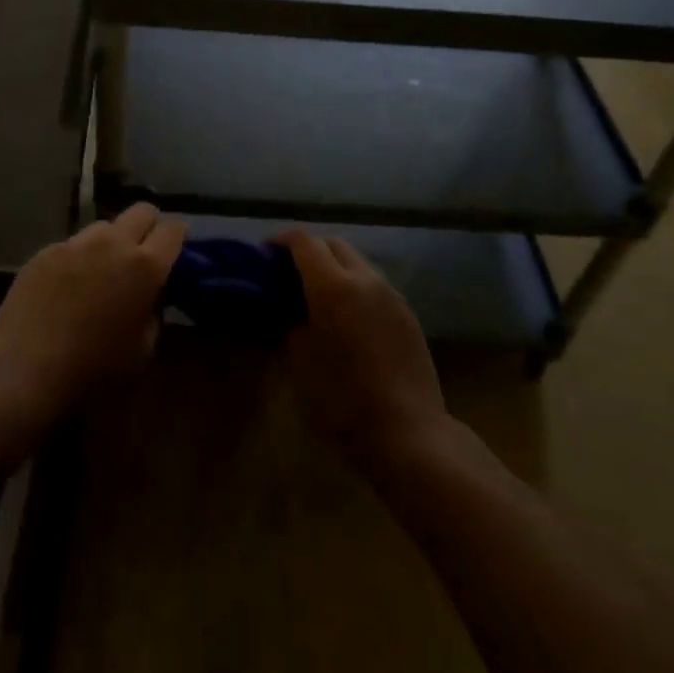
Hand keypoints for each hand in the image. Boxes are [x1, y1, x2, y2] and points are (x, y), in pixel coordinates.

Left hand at [0, 203, 185, 418]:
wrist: (24, 368)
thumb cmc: (92, 368)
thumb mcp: (142, 351)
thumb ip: (152, 312)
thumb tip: (148, 297)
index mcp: (145, 266)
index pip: (173, 229)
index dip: (177, 238)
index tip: (173, 253)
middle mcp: (113, 243)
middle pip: (142, 210)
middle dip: (148, 227)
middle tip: (142, 255)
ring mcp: (75, 243)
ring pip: (104, 226)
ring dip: (110, 242)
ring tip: (99, 272)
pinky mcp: (45, 251)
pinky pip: (72, 245)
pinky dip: (77, 258)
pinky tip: (65, 287)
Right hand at [277, 230, 447, 468]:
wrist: (408, 431)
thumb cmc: (344, 399)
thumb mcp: (300, 361)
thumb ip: (291, 322)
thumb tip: (289, 307)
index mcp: (333, 286)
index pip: (304, 242)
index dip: (282, 241)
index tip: (265, 254)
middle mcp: (365, 279)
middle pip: (334, 244)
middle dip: (310, 250)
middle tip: (290, 274)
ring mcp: (391, 294)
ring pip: (358, 262)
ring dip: (335, 267)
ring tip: (319, 295)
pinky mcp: (407, 313)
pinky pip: (375, 285)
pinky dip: (355, 286)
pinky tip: (348, 317)